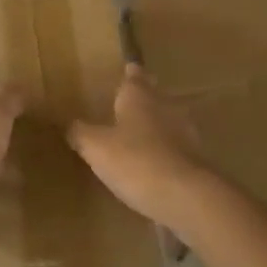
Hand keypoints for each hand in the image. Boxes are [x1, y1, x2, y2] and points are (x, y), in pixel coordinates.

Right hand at [67, 63, 207, 227]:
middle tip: (130, 101)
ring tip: (141, 133)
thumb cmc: (135, 161)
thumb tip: (69, 124)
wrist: (187, 197)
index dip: (130, 74)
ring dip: (157, 125)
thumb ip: (81, 133)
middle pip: (155, 96)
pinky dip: (166, 151)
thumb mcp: (96, 148)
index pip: (134, 77)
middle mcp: (166, 107)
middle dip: (145, 97)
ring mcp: (186, 134)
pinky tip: (155, 164)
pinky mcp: (196, 160)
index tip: (128, 69)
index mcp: (139, 97)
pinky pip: (177, 149)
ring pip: (169, 121)